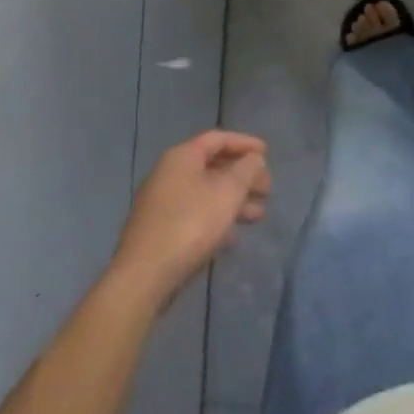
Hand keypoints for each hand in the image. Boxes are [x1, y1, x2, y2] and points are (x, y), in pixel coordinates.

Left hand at [110, 131, 269, 305]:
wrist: (145, 275)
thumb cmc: (191, 224)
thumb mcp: (228, 192)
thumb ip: (246, 169)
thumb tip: (253, 159)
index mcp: (182, 157)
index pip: (218, 138)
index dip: (245, 143)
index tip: (268, 153)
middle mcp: (168, 174)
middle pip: (213, 166)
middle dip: (243, 176)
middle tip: (267, 189)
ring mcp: (162, 204)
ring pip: (206, 193)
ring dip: (234, 200)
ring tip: (259, 215)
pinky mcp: (160, 230)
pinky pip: (196, 215)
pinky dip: (217, 219)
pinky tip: (234, 237)